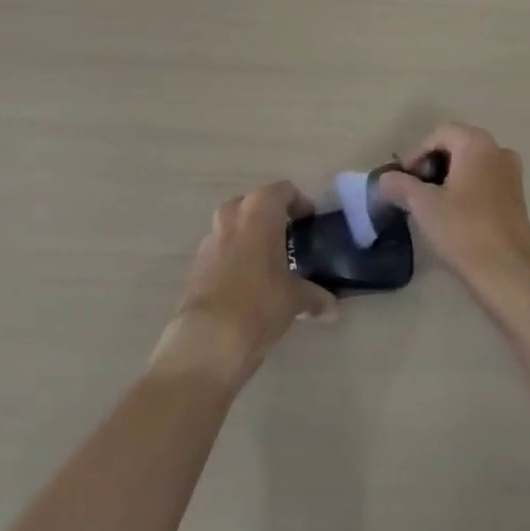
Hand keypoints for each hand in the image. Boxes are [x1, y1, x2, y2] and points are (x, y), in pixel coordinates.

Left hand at [150, 181, 336, 390]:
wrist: (208, 340)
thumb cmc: (260, 303)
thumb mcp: (295, 299)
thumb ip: (315, 297)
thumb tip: (333, 310)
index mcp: (259, 210)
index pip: (283, 190)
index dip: (299, 202)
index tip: (309, 221)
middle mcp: (232, 215)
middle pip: (254, 204)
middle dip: (270, 217)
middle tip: (287, 240)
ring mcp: (210, 238)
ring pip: (233, 226)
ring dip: (249, 237)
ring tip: (266, 263)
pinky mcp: (196, 264)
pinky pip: (220, 250)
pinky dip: (233, 257)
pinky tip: (245, 284)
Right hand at [377, 124, 529, 319]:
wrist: (509, 274)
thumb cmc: (464, 231)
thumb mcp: (424, 206)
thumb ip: (400, 185)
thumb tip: (384, 179)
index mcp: (476, 143)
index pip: (438, 135)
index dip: (416, 155)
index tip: (403, 181)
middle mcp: (498, 149)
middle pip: (456, 146)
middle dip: (432, 166)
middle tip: (414, 192)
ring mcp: (512, 173)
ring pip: (471, 164)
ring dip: (448, 178)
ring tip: (431, 205)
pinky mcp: (517, 197)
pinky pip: (485, 180)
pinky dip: (466, 188)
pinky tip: (455, 215)